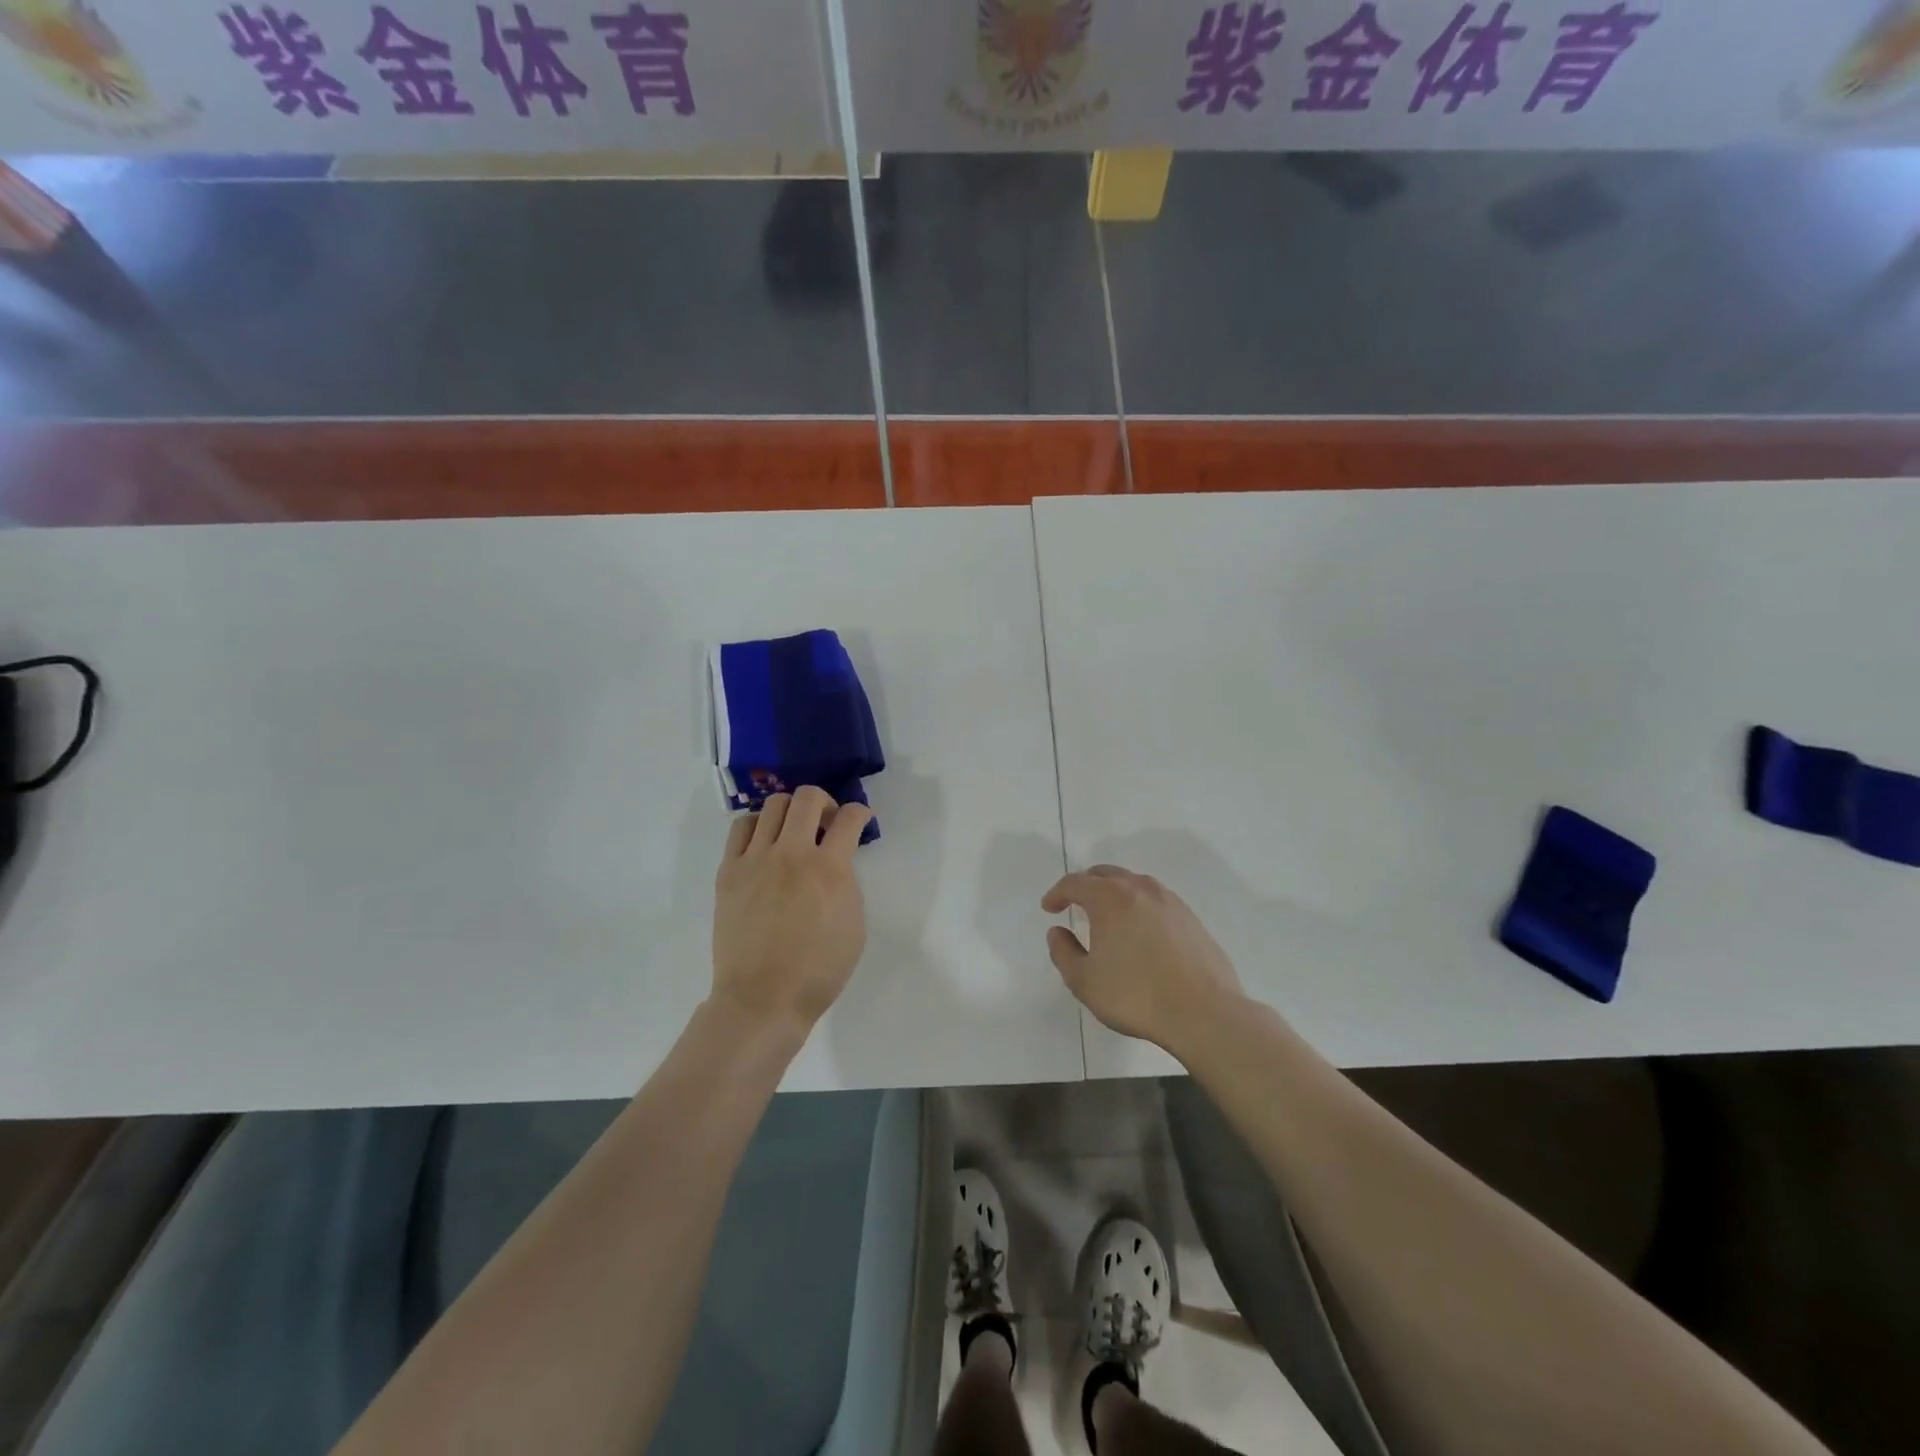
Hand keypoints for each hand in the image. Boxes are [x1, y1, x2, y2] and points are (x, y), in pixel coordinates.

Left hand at [712, 788, 872, 1036]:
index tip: (861, 818)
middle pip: (807, 797)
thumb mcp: (854, 925)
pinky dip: (758, 826)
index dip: (861, 812)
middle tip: (827, 822)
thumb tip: (837, 863)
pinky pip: (742, 828)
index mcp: (829, 868)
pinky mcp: (729, 871)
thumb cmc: (818, 970)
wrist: (762, 999)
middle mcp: (792, 853)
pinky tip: (765, 843)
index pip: (849, 818)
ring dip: (791, 811)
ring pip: (773, 805)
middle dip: (825, 802)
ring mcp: (755, 859)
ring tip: (794, 831)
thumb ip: (847, 883)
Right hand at [1042, 866, 1243, 1054]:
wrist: (1203, 1012)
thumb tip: (1057, 932)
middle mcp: (1140, 889)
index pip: (1075, 883)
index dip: (1057, 893)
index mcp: (1109, 898)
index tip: (1049, 908)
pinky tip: (1140, 930)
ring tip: (1107, 916)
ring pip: (1134, 883)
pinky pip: (1156, 899)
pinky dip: (1139, 905)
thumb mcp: (1084, 981)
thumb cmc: (1135, 996)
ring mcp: (1170, 901)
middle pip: (1105, 874)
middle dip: (1085, 885)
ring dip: (1114, 892)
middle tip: (1074, 904)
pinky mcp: (1191, 917)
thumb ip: (1063, 952)